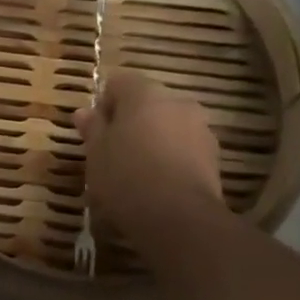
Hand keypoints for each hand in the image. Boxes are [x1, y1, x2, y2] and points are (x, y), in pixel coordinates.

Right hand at [75, 71, 223, 232]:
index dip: (104, 102)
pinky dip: (170, 157)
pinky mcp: (214, 156)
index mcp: (144, 94)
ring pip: (168, 125)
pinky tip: (157, 183)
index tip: (95, 130)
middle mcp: (177, 102)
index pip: (119, 82)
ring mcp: (200, 128)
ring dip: (153, 138)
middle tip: (112, 150)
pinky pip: (184, 147)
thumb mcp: (95, 154)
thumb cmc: (126, 177)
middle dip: (130, 120)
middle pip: (147, 102)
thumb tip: (84, 112)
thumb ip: (92, 128)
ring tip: (136, 170)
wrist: (178, 217)